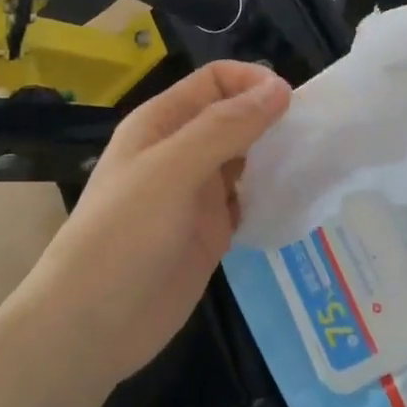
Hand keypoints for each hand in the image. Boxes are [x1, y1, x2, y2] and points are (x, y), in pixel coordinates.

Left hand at [11, 61, 289, 387]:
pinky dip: (270, 197)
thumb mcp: (173, 170)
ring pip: (245, 160)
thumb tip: (280, 88)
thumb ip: (226, 127)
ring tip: (313, 164)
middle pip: (233, 118)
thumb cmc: (124, 234)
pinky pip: (248, 202)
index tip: (292, 102)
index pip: (214, 82)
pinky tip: (296, 201)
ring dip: (274, 157)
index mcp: (162, 124)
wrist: (92, 324)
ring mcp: (197, 195)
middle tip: (313, 135)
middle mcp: (181, 152)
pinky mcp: (211, 233)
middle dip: (270, 119)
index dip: (252, 82)